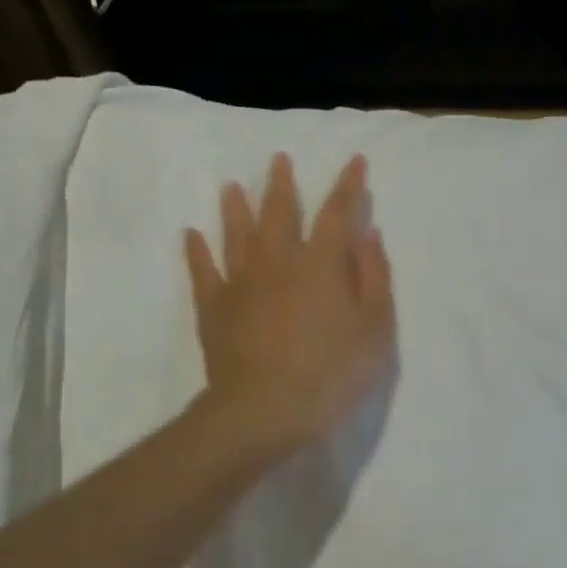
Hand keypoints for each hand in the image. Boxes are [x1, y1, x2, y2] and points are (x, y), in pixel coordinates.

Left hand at [186, 153, 394, 455]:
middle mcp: (278, 261)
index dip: (348, 184)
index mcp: (321, 263)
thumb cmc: (333, 371)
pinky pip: (202, 270)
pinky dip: (196, 250)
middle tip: (278, 159)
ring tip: (231, 186)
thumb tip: (367, 234)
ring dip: (235, 207)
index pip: (337, 212)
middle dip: (282, 184)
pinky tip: (192, 234)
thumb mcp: (375, 328)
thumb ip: (374, 277)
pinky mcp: (213, 308)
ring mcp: (240, 282)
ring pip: (237, 234)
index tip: (355, 159)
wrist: (267, 408)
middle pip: (279, 212)